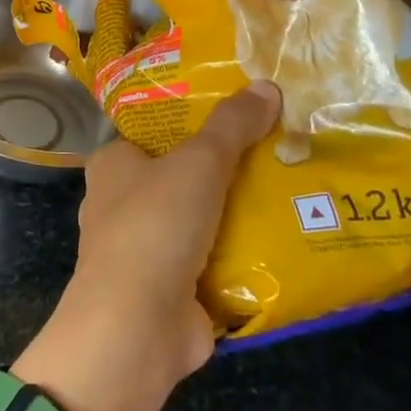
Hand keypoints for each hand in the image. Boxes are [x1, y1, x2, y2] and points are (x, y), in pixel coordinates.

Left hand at [11, 81, 281, 410]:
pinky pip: (212, 260)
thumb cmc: (155, 225)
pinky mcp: (170, 288)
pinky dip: (242, 254)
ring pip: (200, 219)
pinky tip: (287, 241)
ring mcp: (145, 249)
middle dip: (227, 169)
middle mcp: (122, 203)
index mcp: (113, 165)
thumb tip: (266, 86)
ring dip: (239, 213)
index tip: (244, 113)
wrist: (138, 324)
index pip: (154, 133)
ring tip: (296, 190)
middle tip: (283, 150)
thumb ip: (231, 126)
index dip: (195, 122)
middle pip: (182, 176)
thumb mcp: (198, 163)